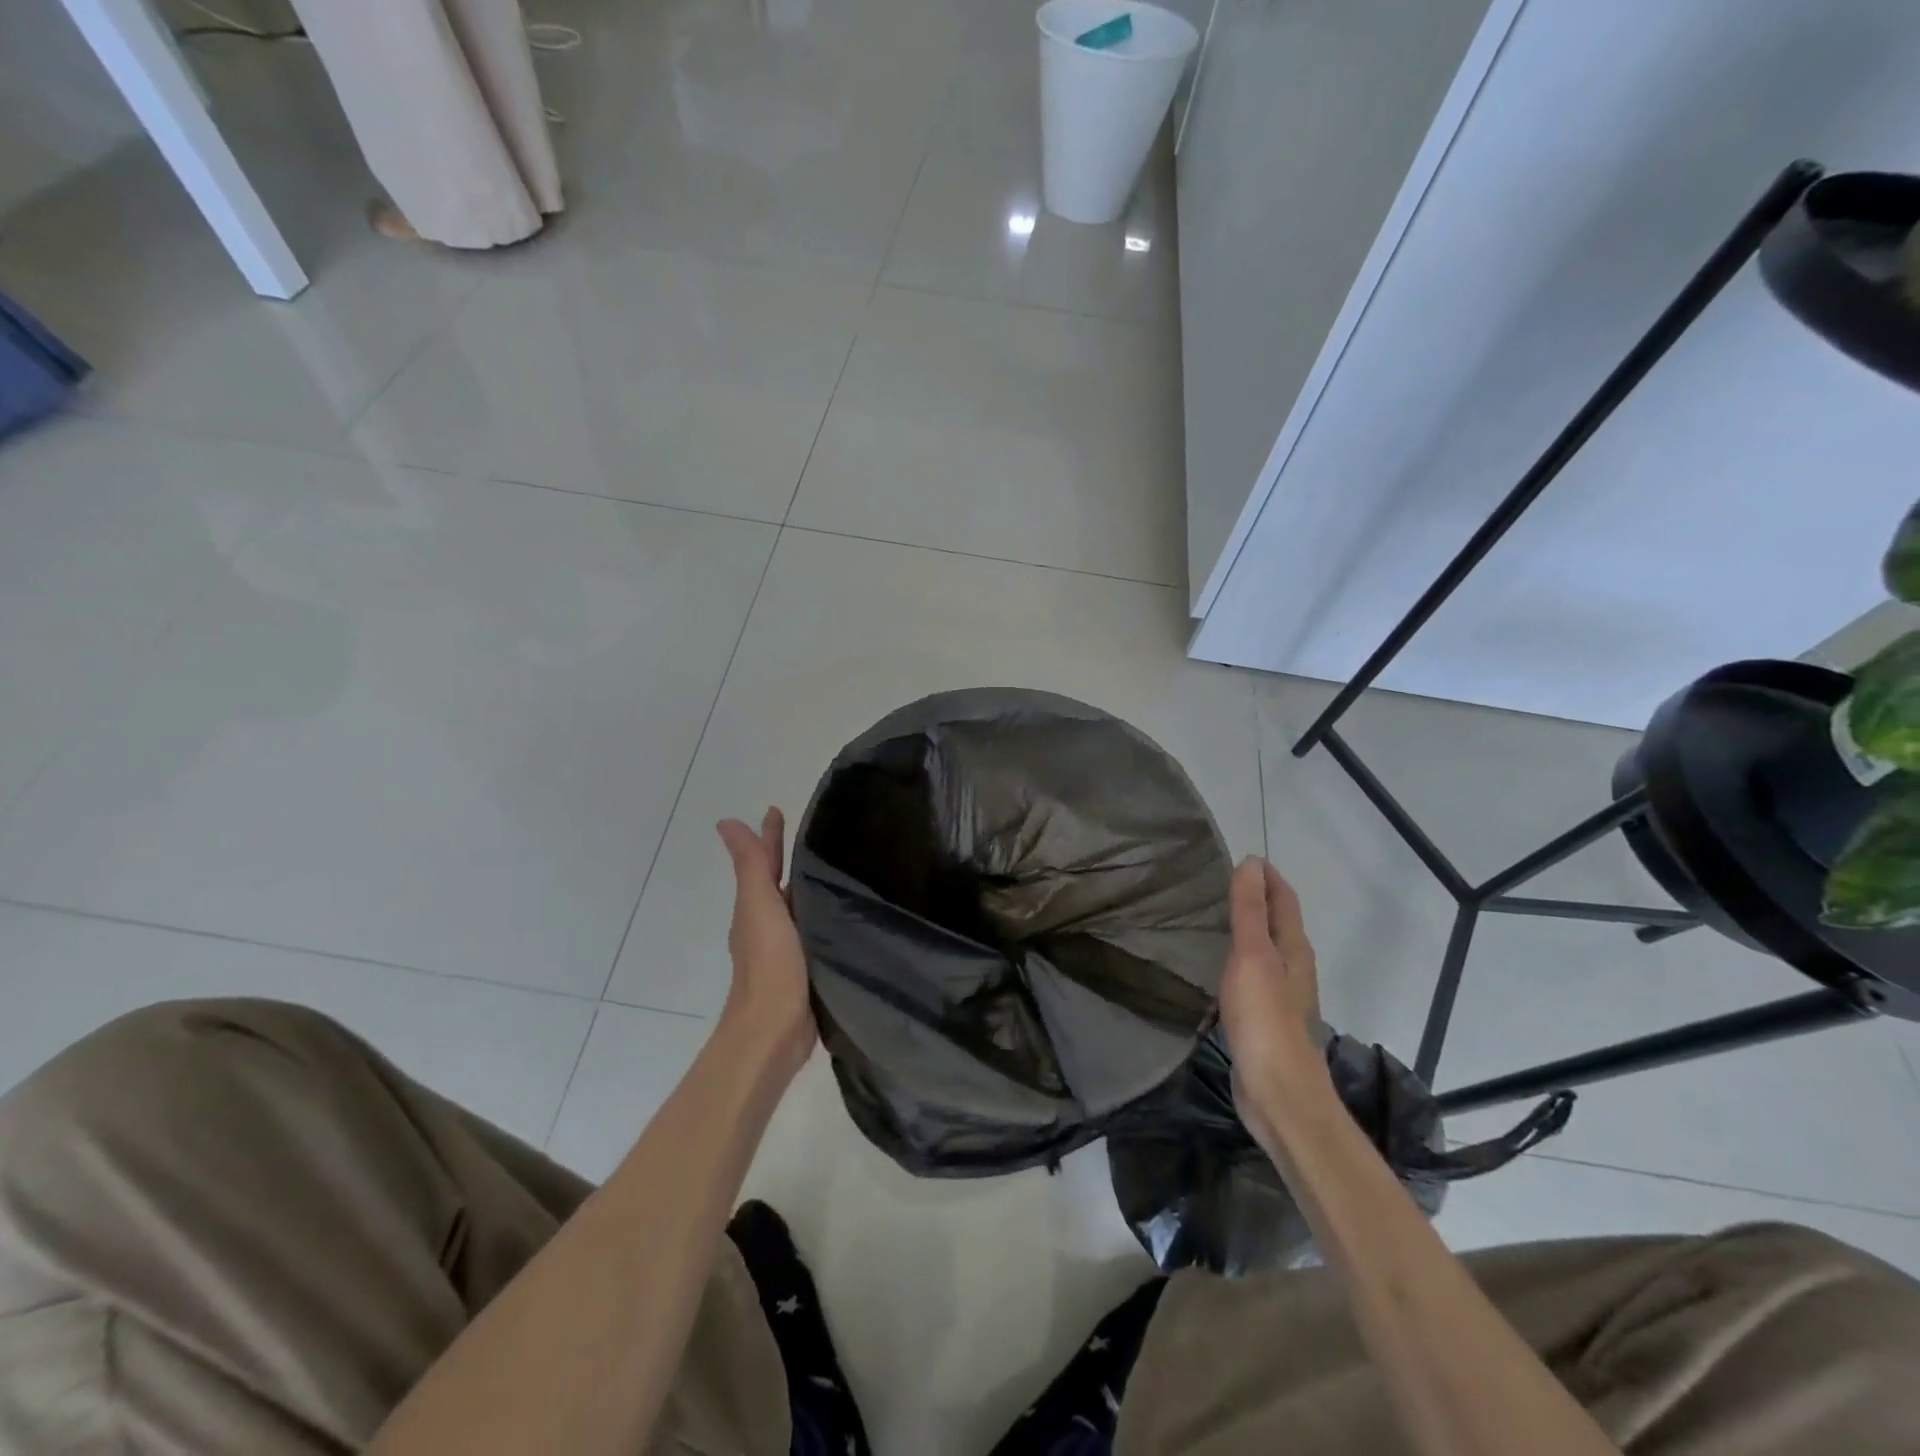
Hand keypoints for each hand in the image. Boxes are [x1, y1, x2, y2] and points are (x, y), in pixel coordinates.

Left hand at [716, 809, 816, 1080]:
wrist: (775, 1030)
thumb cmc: (768, 963)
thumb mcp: (759, 906)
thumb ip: (750, 865)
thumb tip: (725, 822)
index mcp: (756, 908)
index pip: (763, 862)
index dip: (769, 836)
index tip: (778, 809)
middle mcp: (769, 925)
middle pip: (781, 882)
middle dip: (792, 858)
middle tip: (820, 835)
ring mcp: (789, 949)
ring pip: (800, 907)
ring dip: (811, 888)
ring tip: (838, 869)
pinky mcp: (810, 969)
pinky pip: (817, 931)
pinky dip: (826, 917)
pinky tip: (845, 915)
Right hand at [1219, 857, 1326, 1150]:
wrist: (1278, 1094)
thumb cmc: (1265, 1020)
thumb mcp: (1253, 957)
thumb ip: (1250, 911)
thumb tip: (1252, 863)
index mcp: (1293, 949)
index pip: (1283, 900)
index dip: (1266, 877)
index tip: (1239, 857)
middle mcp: (1292, 968)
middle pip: (1276, 923)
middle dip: (1254, 899)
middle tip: (1215, 883)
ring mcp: (1279, 996)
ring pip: (1263, 950)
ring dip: (1243, 931)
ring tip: (1209, 917)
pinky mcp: (1263, 1020)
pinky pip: (1249, 976)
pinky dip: (1234, 960)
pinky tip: (1212, 966)